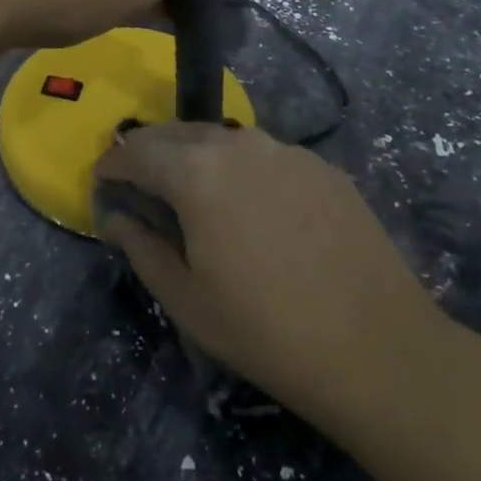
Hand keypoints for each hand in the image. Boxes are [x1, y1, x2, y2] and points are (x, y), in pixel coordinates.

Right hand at [93, 123, 446, 434]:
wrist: (377, 347)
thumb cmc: (265, 331)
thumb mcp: (186, 299)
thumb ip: (141, 247)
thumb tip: (115, 216)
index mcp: (196, 172)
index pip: (137, 150)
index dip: (113, 162)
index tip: (102, 177)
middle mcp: (239, 144)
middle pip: (178, 133)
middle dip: (150, 150)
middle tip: (139, 179)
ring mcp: (286, 151)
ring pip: (224, 139)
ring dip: (196, 155)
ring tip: (191, 188)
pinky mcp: (322, 167)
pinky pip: (266, 155)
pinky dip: (242, 167)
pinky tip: (251, 203)